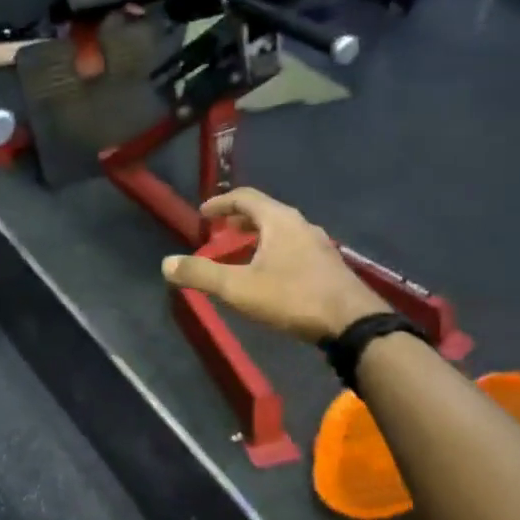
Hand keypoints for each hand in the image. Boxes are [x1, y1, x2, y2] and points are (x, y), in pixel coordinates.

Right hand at [159, 188, 386, 342]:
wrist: (352, 322)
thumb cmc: (293, 297)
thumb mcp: (239, 288)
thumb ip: (202, 274)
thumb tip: (166, 263)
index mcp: (279, 220)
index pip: (246, 197)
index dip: (221, 203)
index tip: (203, 214)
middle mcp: (302, 225)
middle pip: (266, 212)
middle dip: (239, 220)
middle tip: (220, 233)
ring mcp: (320, 246)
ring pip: (282, 232)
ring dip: (258, 237)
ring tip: (242, 254)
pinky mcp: (330, 267)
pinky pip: (295, 248)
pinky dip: (275, 252)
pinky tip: (271, 275)